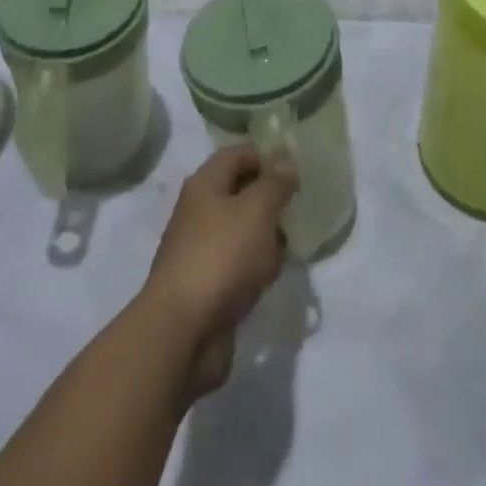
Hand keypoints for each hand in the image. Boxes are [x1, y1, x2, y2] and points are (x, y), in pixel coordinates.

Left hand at [141, 146, 296, 394]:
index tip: (297, 165)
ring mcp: (202, 248)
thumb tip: (286, 160)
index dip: (267, 154)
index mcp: (206, 184)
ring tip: (294, 239)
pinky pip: (239, 263)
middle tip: (302, 202)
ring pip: (242, 229)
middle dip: (271, 195)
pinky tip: (274, 273)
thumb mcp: (256, 210)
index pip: (238, 154)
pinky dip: (257, 265)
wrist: (183, 331)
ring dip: (266, 233)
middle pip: (240, 190)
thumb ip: (275, 182)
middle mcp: (200, 210)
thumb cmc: (221, 256)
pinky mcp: (209, 284)